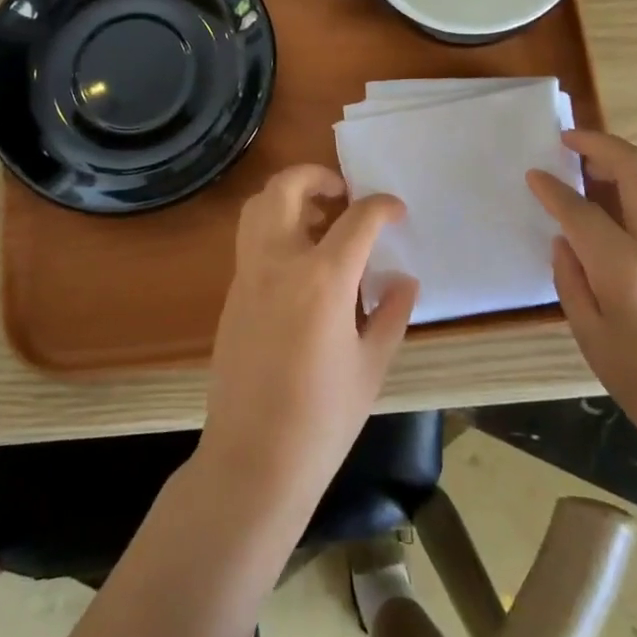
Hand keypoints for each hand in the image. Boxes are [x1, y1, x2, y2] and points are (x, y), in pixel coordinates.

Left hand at [197, 165, 417, 524]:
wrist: (253, 460)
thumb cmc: (323, 419)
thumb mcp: (371, 366)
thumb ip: (389, 314)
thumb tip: (404, 280)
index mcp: (322, 279)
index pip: (357, 219)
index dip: (382, 206)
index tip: (396, 211)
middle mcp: (278, 262)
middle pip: (287, 187)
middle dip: (318, 176)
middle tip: (343, 195)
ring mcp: (248, 275)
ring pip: (258, 205)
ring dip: (289, 197)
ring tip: (320, 221)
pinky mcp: (232, 293)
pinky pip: (251, 239)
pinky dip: (274, 227)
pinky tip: (301, 263)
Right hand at [527, 131, 636, 491]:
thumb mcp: (594, 343)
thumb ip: (571, 281)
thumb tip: (565, 238)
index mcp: (630, 275)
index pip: (582, 212)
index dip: (553, 189)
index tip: (534, 174)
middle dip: (600, 145)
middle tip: (571, 141)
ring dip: (634, 154)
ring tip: (604, 160)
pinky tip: (636, 194)